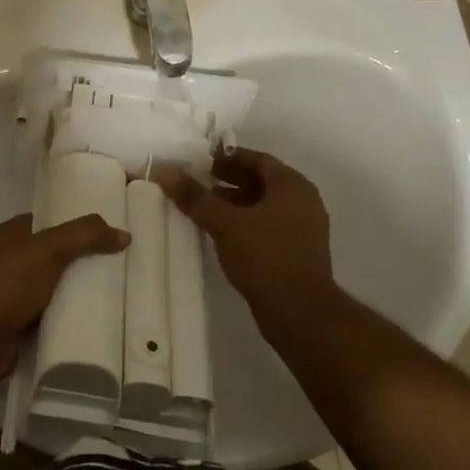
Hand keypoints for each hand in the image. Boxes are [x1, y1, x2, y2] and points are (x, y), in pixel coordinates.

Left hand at [0, 212, 130, 385]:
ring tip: (118, 296)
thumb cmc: (6, 284)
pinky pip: (51, 319)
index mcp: (9, 235)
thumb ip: (84, 236)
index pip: (47, 222)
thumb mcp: (48, 249)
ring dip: (77, 294)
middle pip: (53, 257)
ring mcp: (11, 297)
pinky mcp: (18, 328)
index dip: (76, 225)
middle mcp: (8, 262)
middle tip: (121, 266)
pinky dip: (68, 321)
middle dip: (81, 262)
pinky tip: (97, 324)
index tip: (109, 232)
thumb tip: (124, 234)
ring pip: (53, 290)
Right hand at [154, 148, 332, 318]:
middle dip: (231, 179)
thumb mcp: (225, 223)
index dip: (230, 157)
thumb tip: (166, 171)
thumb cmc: (265, 256)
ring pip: (265, 205)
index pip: (259, 159)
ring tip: (206, 207)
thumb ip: (196, 197)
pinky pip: (268, 226)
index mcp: (292, 186)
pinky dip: (246, 222)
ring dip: (237, 202)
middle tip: (201, 180)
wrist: (300, 312)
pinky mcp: (298, 252)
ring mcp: (303, 229)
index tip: (204, 160)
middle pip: (263, 181)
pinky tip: (223, 233)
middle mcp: (303, 202)